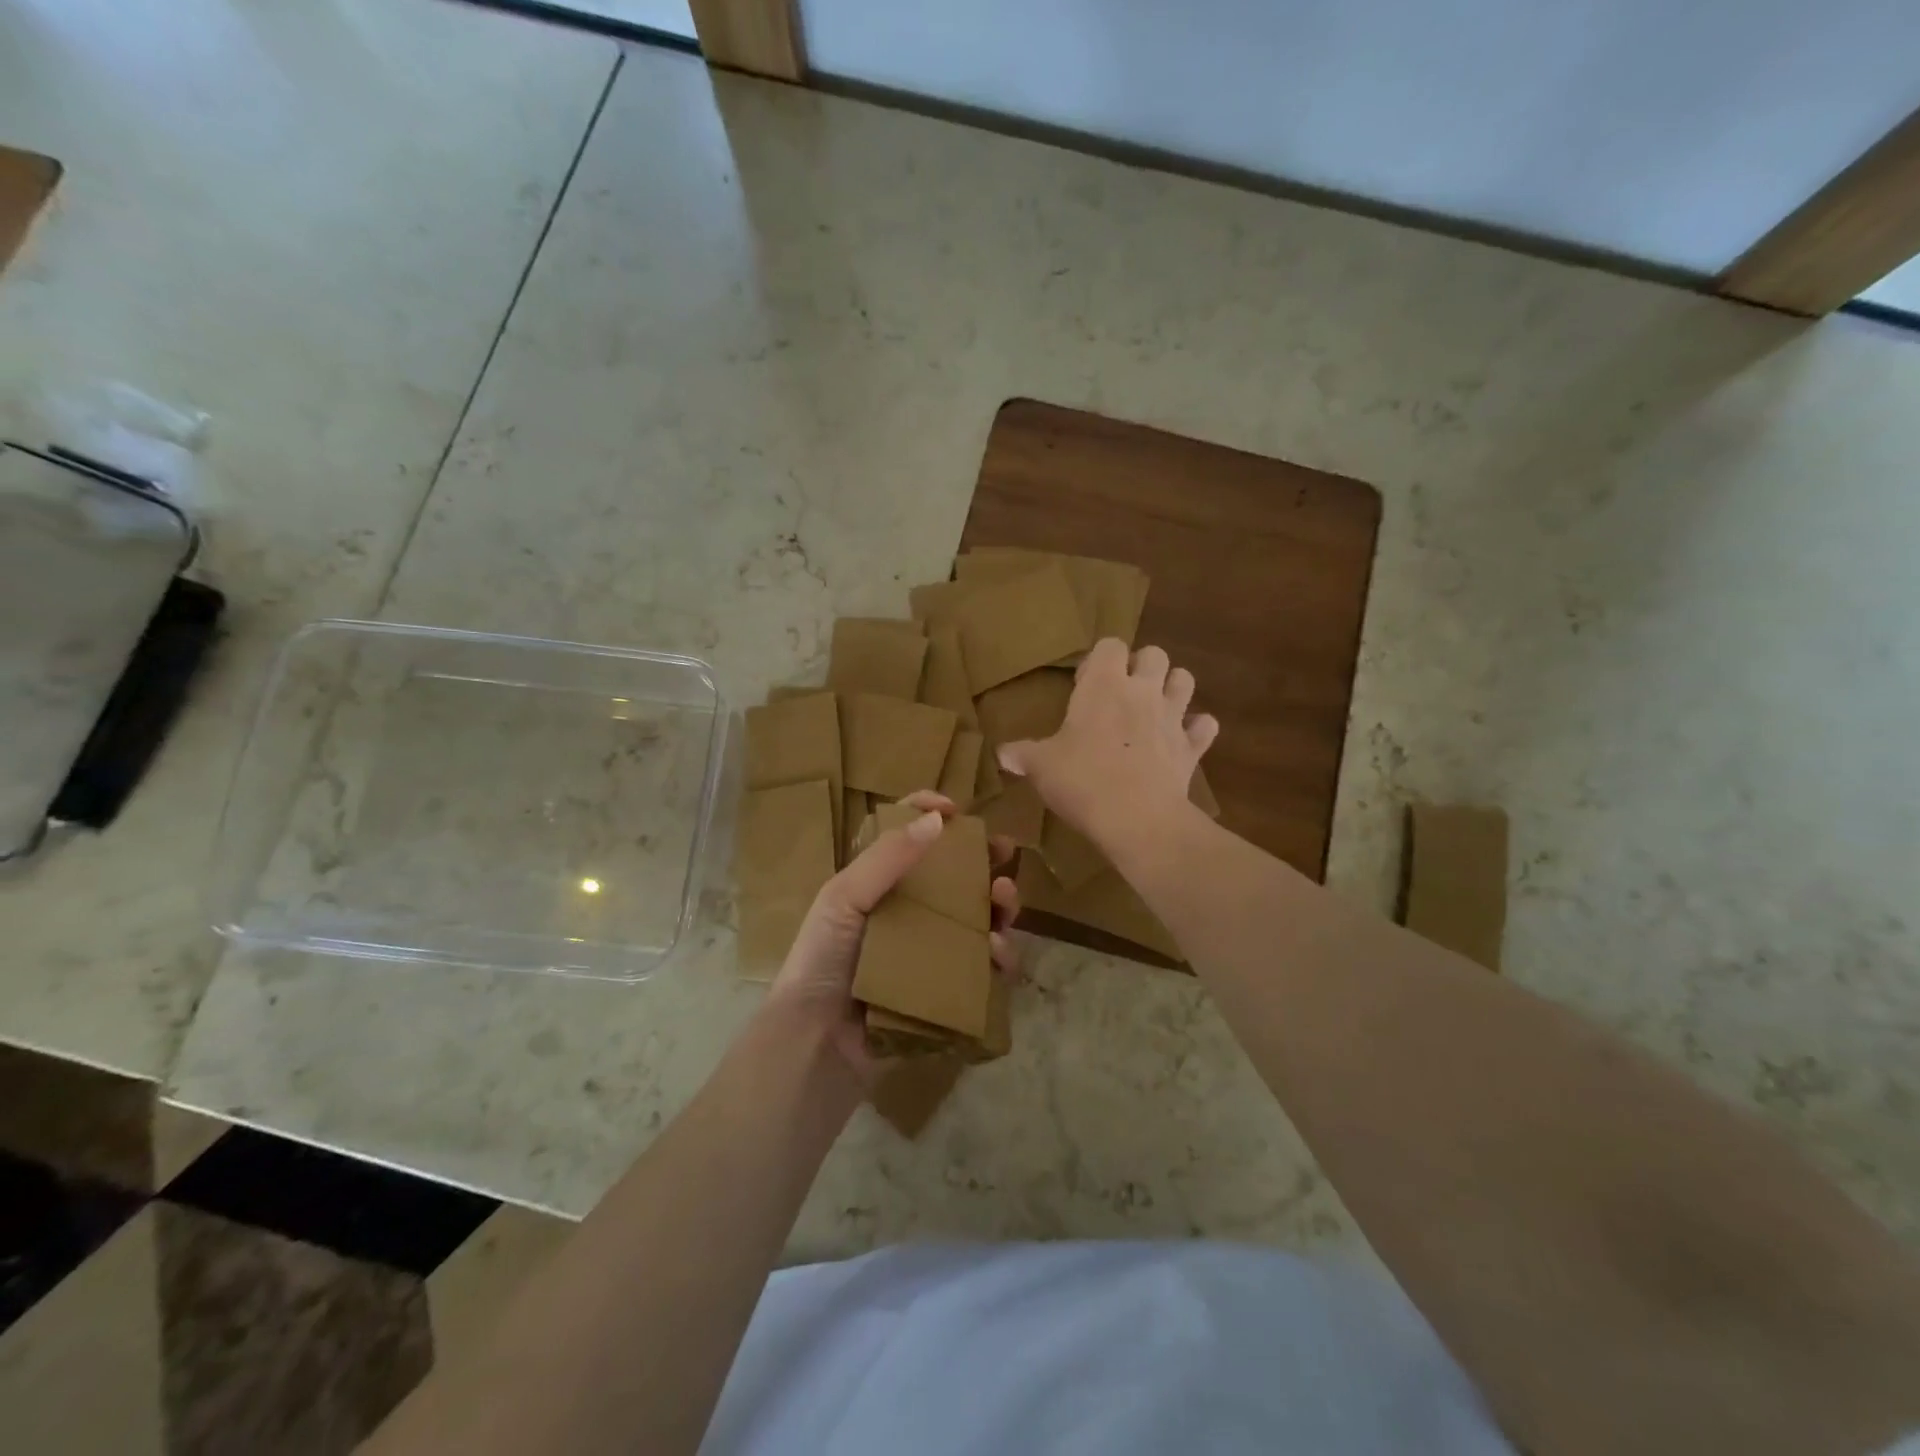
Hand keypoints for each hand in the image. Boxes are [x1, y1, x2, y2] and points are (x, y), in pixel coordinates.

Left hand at [765, 789, 1020, 1085]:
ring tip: (1005, 900)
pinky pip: (986, 968)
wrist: (817, 1043)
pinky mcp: (949, 990)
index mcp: (880, 885)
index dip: (931, 816)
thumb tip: (938, 818)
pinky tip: (999, 950)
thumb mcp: (844, 898)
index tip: (957, 809)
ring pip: (980, 918)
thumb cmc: (823, 960)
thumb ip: (887, 856)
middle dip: (985, 859)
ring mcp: (932, 954)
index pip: (910, 838)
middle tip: (1004, 852)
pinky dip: (1001, 955)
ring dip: (1000, 903)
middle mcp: (910, 914)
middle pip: (957, 876)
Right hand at [997, 639, 1217, 854]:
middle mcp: (1143, 691)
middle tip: (1121, 693)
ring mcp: (1173, 717)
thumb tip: (1001, 754)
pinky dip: (1196, 729)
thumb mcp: (1041, 767)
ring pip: (1185, 680)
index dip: (1098, 659)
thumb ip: (1022, 754)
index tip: (1084, 685)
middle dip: (1141, 666)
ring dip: (1172, 687)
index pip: (1109, 645)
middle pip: (1155, 654)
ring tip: (1154, 708)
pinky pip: (1204, 727)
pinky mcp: (1191, 748)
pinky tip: (1182, 740)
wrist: (1137, 819)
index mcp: (1104, 686)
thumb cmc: (1083, 781)